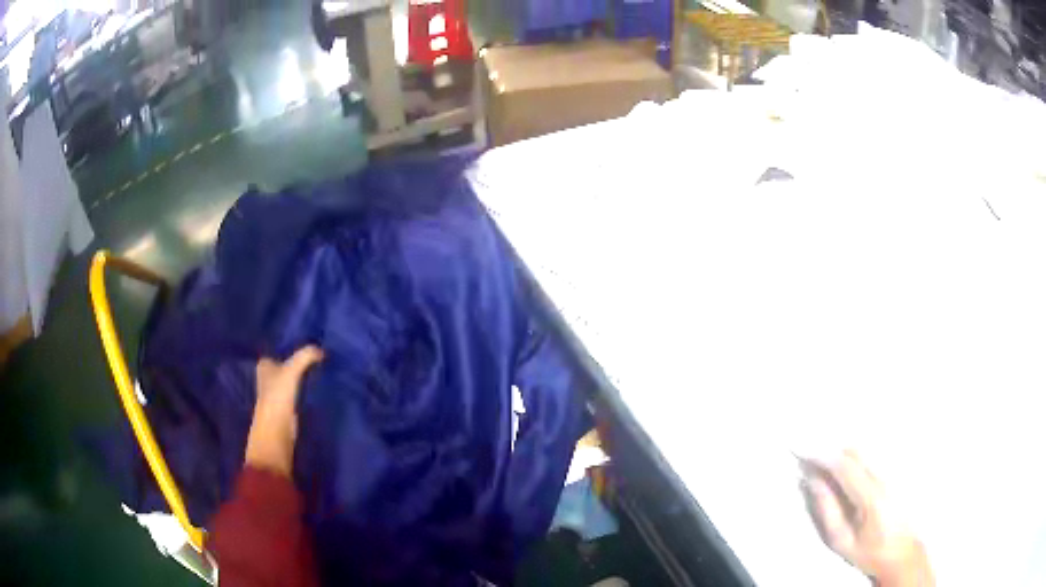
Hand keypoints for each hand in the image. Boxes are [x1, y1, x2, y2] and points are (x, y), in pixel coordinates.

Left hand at [245, 346, 323, 477]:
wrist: (276, 432)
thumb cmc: (277, 398)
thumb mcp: (291, 371)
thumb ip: (306, 356)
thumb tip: (321, 350)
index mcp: (264, 369)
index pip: (271, 355)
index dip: (281, 350)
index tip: (298, 345)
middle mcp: (268, 382)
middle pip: (281, 369)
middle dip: (292, 364)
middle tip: (313, 355)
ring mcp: (277, 398)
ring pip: (289, 383)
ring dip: (300, 379)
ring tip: (319, 370)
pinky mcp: (287, 412)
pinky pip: (297, 396)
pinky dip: (304, 393)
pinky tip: (316, 389)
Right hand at [800, 450, 933, 586]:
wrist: (901, 552)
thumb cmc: (868, 551)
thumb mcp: (842, 540)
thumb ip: (828, 510)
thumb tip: (813, 481)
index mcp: (870, 496)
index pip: (844, 466)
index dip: (822, 456)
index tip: (802, 451)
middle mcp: (883, 476)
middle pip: (855, 451)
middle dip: (830, 449)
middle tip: (808, 456)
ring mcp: (891, 472)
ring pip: (863, 450)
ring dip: (840, 451)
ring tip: (822, 462)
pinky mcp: (895, 472)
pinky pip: (870, 456)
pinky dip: (853, 455)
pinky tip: (843, 465)